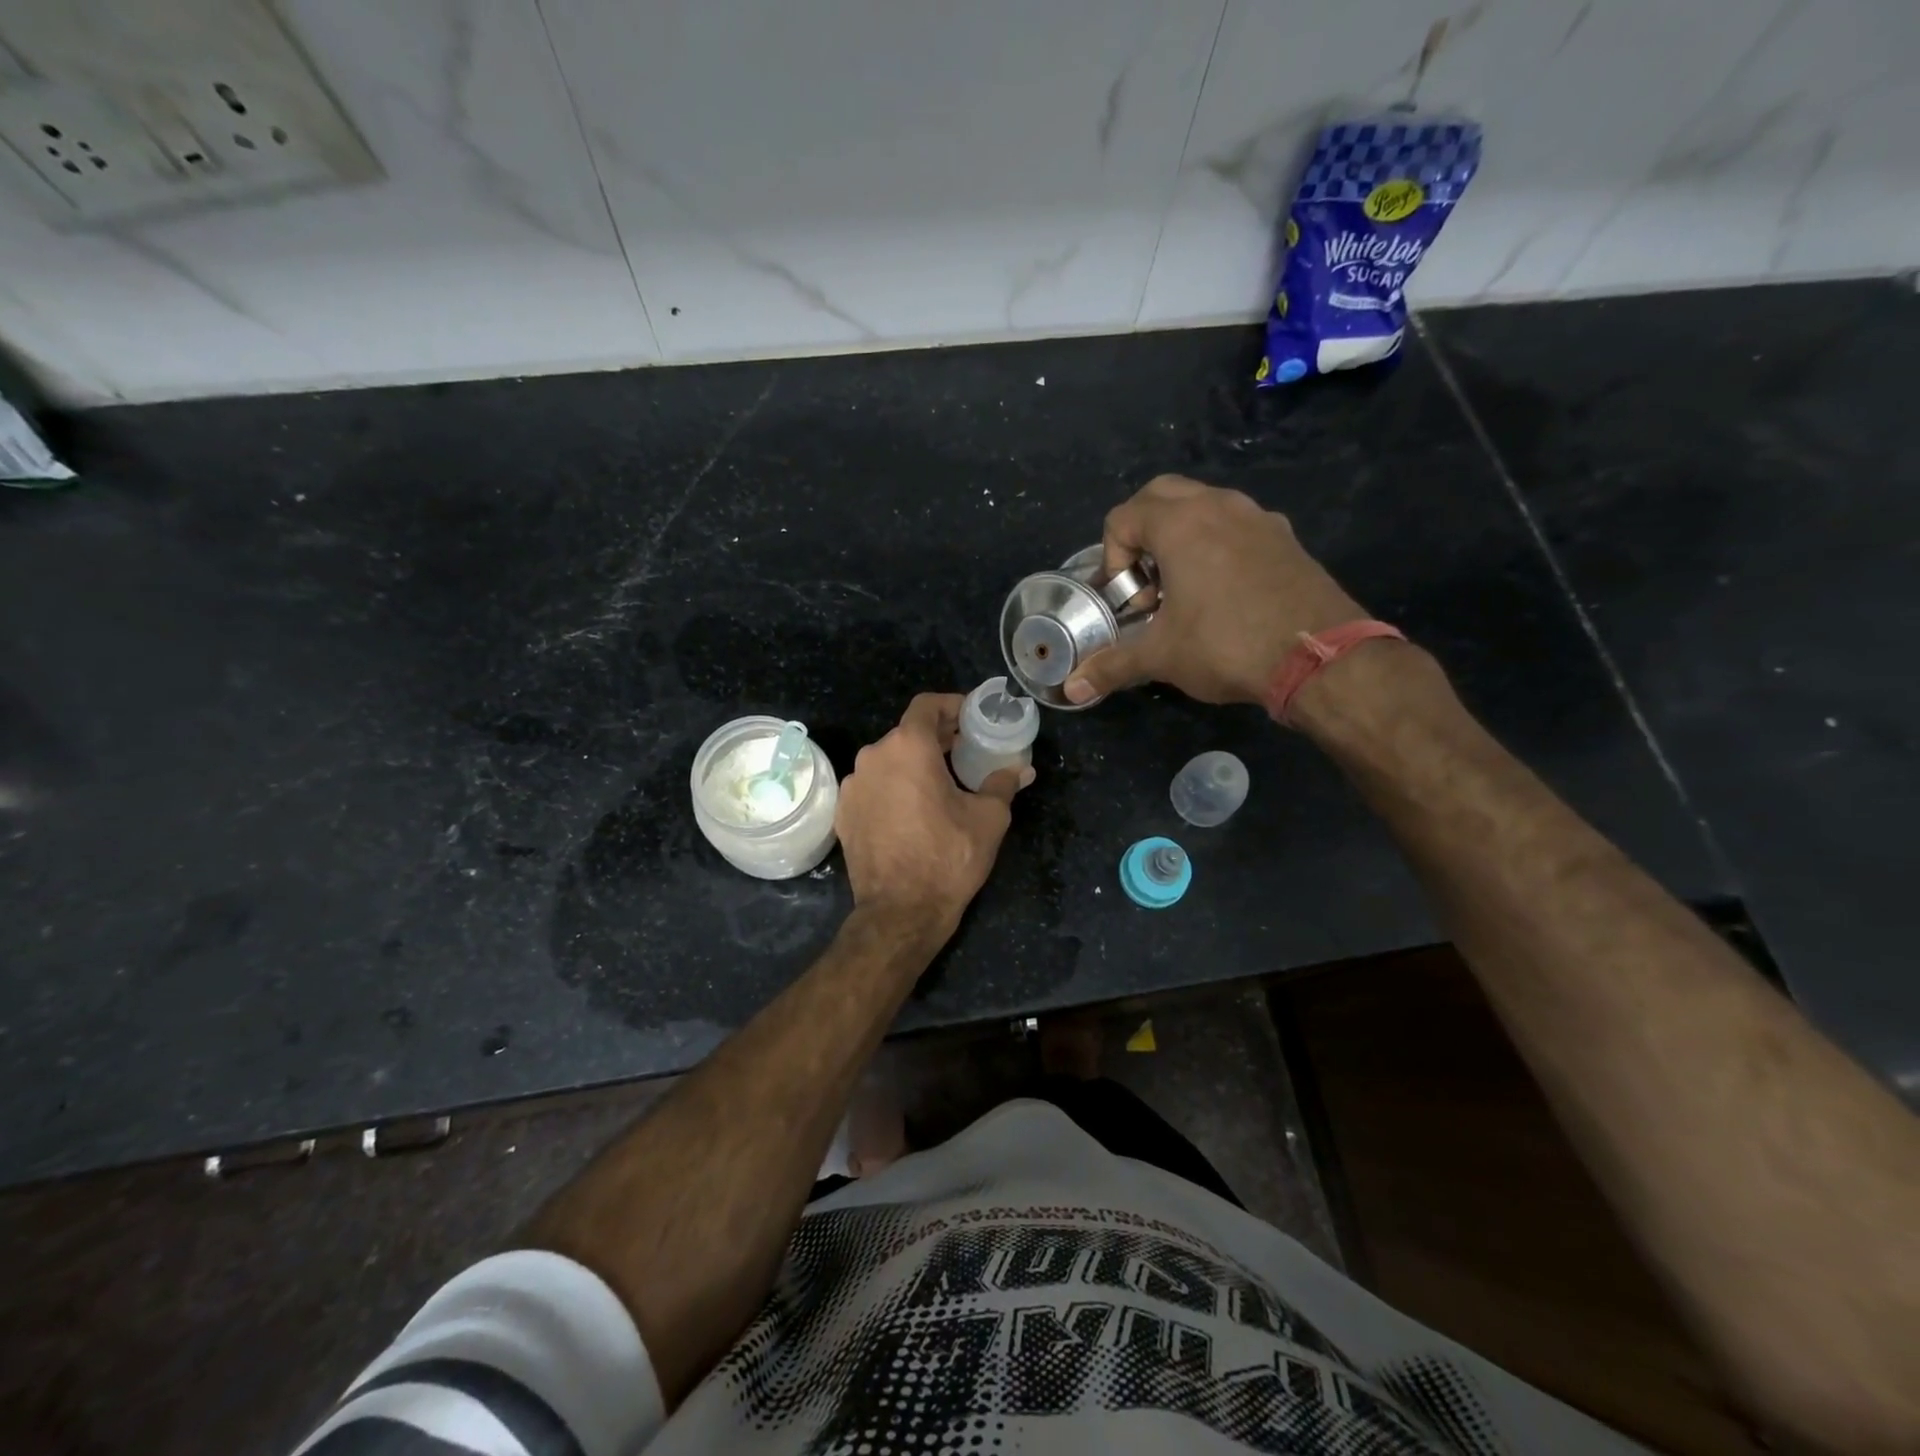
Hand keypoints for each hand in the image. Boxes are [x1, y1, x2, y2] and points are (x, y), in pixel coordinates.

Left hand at [836, 694, 1031, 935]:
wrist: (900, 911)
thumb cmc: (948, 857)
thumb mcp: (988, 818)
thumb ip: (1003, 783)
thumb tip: (1021, 770)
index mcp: (908, 747)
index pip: (926, 705)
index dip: (951, 705)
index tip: (970, 717)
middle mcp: (874, 756)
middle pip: (907, 733)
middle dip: (937, 738)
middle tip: (964, 750)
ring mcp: (853, 785)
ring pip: (888, 760)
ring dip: (913, 764)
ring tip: (940, 783)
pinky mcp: (844, 812)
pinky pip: (873, 786)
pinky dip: (893, 787)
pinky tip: (912, 810)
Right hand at [1064, 474, 1366, 706]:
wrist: (1321, 658)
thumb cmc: (1227, 645)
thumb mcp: (1162, 657)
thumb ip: (1112, 666)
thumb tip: (1071, 691)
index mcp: (1181, 524)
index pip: (1123, 516)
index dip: (1113, 558)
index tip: (1130, 600)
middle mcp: (1219, 506)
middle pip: (1161, 495)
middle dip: (1141, 532)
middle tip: (1147, 580)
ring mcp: (1258, 517)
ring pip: (1204, 506)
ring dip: (1181, 537)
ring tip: (1184, 590)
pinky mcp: (1286, 537)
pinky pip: (1237, 525)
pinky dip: (1217, 545)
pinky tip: (1224, 594)